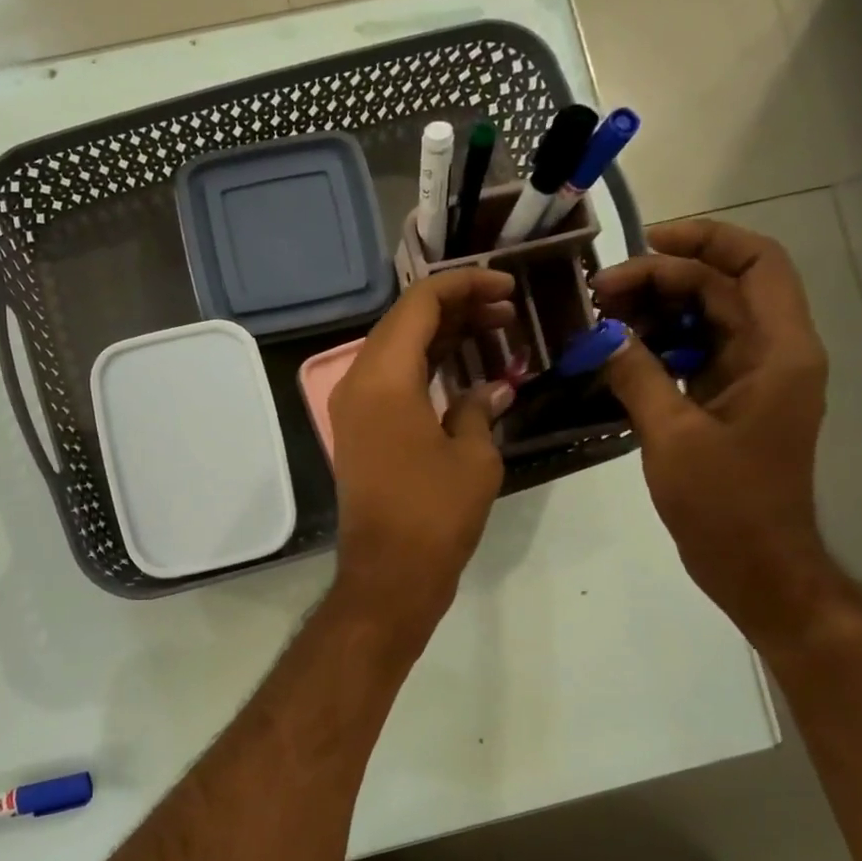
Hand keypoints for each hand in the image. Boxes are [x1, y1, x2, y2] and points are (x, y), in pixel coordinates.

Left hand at [328, 270, 517, 643]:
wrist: (388, 575)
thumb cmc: (435, 513)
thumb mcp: (473, 455)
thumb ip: (480, 406)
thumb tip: (493, 386)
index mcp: (383, 377)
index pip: (420, 303)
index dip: (466, 285)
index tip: (509, 288)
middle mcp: (357, 382)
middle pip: (404, 322)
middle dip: (456, 307)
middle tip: (508, 312)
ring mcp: (352, 408)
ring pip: (396, 350)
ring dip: (442, 337)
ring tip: (495, 333)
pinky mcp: (358, 432)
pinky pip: (390, 381)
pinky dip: (425, 368)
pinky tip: (464, 370)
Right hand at [592, 218, 843, 648]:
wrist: (755, 563)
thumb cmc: (725, 503)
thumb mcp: (673, 436)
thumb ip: (637, 376)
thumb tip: (602, 335)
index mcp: (779, 352)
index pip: (755, 265)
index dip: (705, 241)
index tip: (643, 243)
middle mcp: (772, 354)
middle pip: (723, 289)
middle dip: (663, 279)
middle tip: (598, 293)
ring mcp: (751, 379)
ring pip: (706, 320)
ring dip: (656, 311)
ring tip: (601, 317)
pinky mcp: (728, 403)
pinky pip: (693, 355)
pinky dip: (657, 346)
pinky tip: (617, 352)